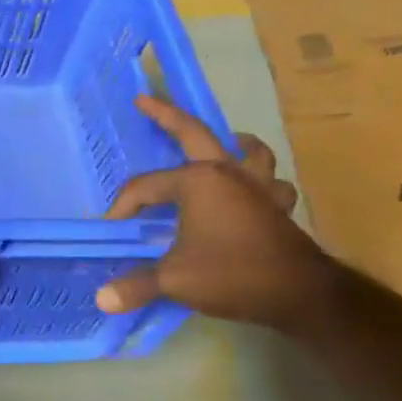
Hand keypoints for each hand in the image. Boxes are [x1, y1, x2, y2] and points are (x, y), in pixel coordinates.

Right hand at [96, 95, 332, 329]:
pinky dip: (262, 181)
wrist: (300, 295)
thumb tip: (101, 299)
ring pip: (249, 152)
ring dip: (234, 144)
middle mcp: (228, 173)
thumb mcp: (174, 280)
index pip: (146, 187)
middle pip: (194, 134)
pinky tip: (253, 190)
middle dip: (166, 115)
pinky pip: (272, 183)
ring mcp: (258, 188)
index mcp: (198, 182)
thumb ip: (136, 285)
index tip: (113, 229)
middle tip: (145, 100)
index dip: (124, 207)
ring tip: (224, 143)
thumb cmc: (231, 274)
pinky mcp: (277, 207)